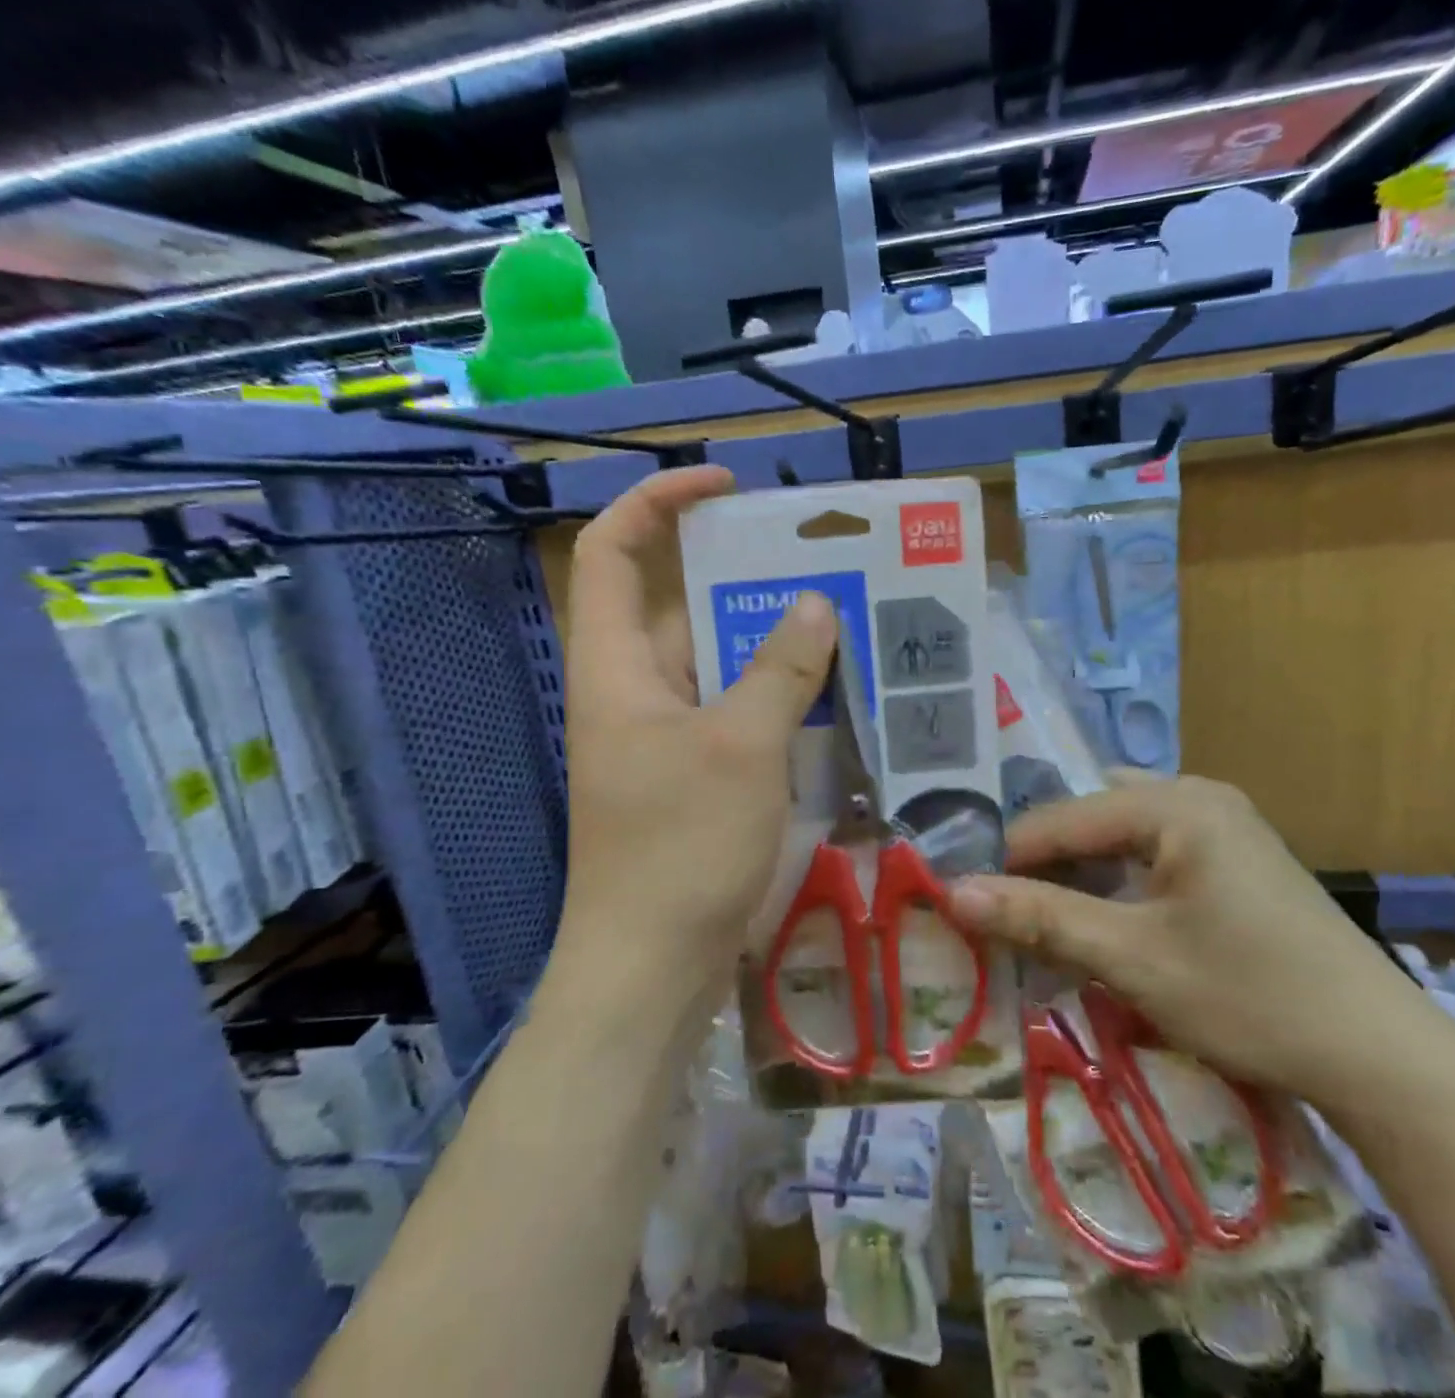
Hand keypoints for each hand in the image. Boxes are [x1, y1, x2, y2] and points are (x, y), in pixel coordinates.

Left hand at [556, 467, 836, 1006]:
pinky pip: (733, 712)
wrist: (649, 969)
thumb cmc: (680, 848)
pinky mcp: (690, 775)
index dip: (658, 502)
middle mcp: (633, 690)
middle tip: (818, 562)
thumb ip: (780, 670)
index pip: (613, 550)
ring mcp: (662, 736)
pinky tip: (831, 695)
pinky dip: (774, 696)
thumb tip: (815, 603)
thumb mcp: (741, 748)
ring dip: (769, 642)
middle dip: (742, 576)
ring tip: (842, 619)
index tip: (725, 486)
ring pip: (715, 663)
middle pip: (678, 605)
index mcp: (616, 666)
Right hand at [949, 776, 1449, 1113]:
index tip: (964, 902)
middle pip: (1090, 821)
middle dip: (1044, 866)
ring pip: (1119, 837)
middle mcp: (1198, 796)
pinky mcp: (1235, 858)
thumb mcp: (1133, 958)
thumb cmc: (1251, 997)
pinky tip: (1104, 920)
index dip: (1006, 861)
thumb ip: (1040, 918)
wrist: (1382, 1058)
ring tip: (1042, 918)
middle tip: (1001, 913)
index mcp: (1175, 803)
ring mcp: (1223, 825)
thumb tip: (951, 893)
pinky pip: (1153, 854)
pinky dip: (1118, 882)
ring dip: (1080, 876)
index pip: (1060, 819)